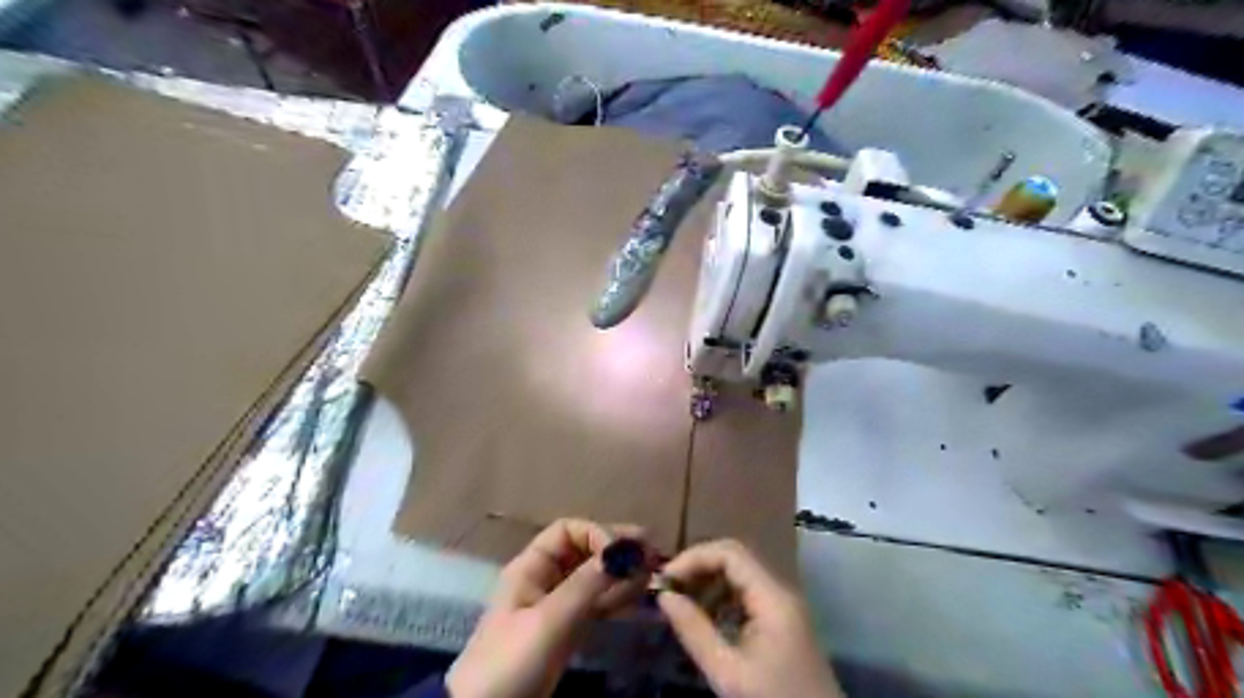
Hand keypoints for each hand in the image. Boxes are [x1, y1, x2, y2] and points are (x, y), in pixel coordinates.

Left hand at [450, 517, 660, 696]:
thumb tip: (622, 550)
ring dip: (622, 572)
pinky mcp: (567, 630)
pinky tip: (639, 595)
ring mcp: (557, 605)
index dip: (596, 534)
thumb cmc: (511, 662)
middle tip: (652, 553)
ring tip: (653, 572)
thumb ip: (586, 585)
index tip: (622, 554)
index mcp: (531, 567)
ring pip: (594, 578)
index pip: (568, 531)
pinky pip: (596, 604)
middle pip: (584, 552)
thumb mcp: (548, 622)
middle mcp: (546, 579)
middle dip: (616, 550)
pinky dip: (617, 597)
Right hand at [654, 540, 840, 697]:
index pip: (730, 552)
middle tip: (667, 589)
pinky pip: (747, 595)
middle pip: (735, 558)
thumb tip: (664, 596)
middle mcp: (781, 591)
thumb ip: (694, 631)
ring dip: (708, 583)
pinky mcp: (782, 621)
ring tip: (680, 604)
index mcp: (773, 597)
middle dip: (698, 568)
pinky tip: (703, 620)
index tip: (664, 579)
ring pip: (740, 575)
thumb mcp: (728, 673)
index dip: (694, 558)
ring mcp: (784, 605)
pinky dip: (721, 599)